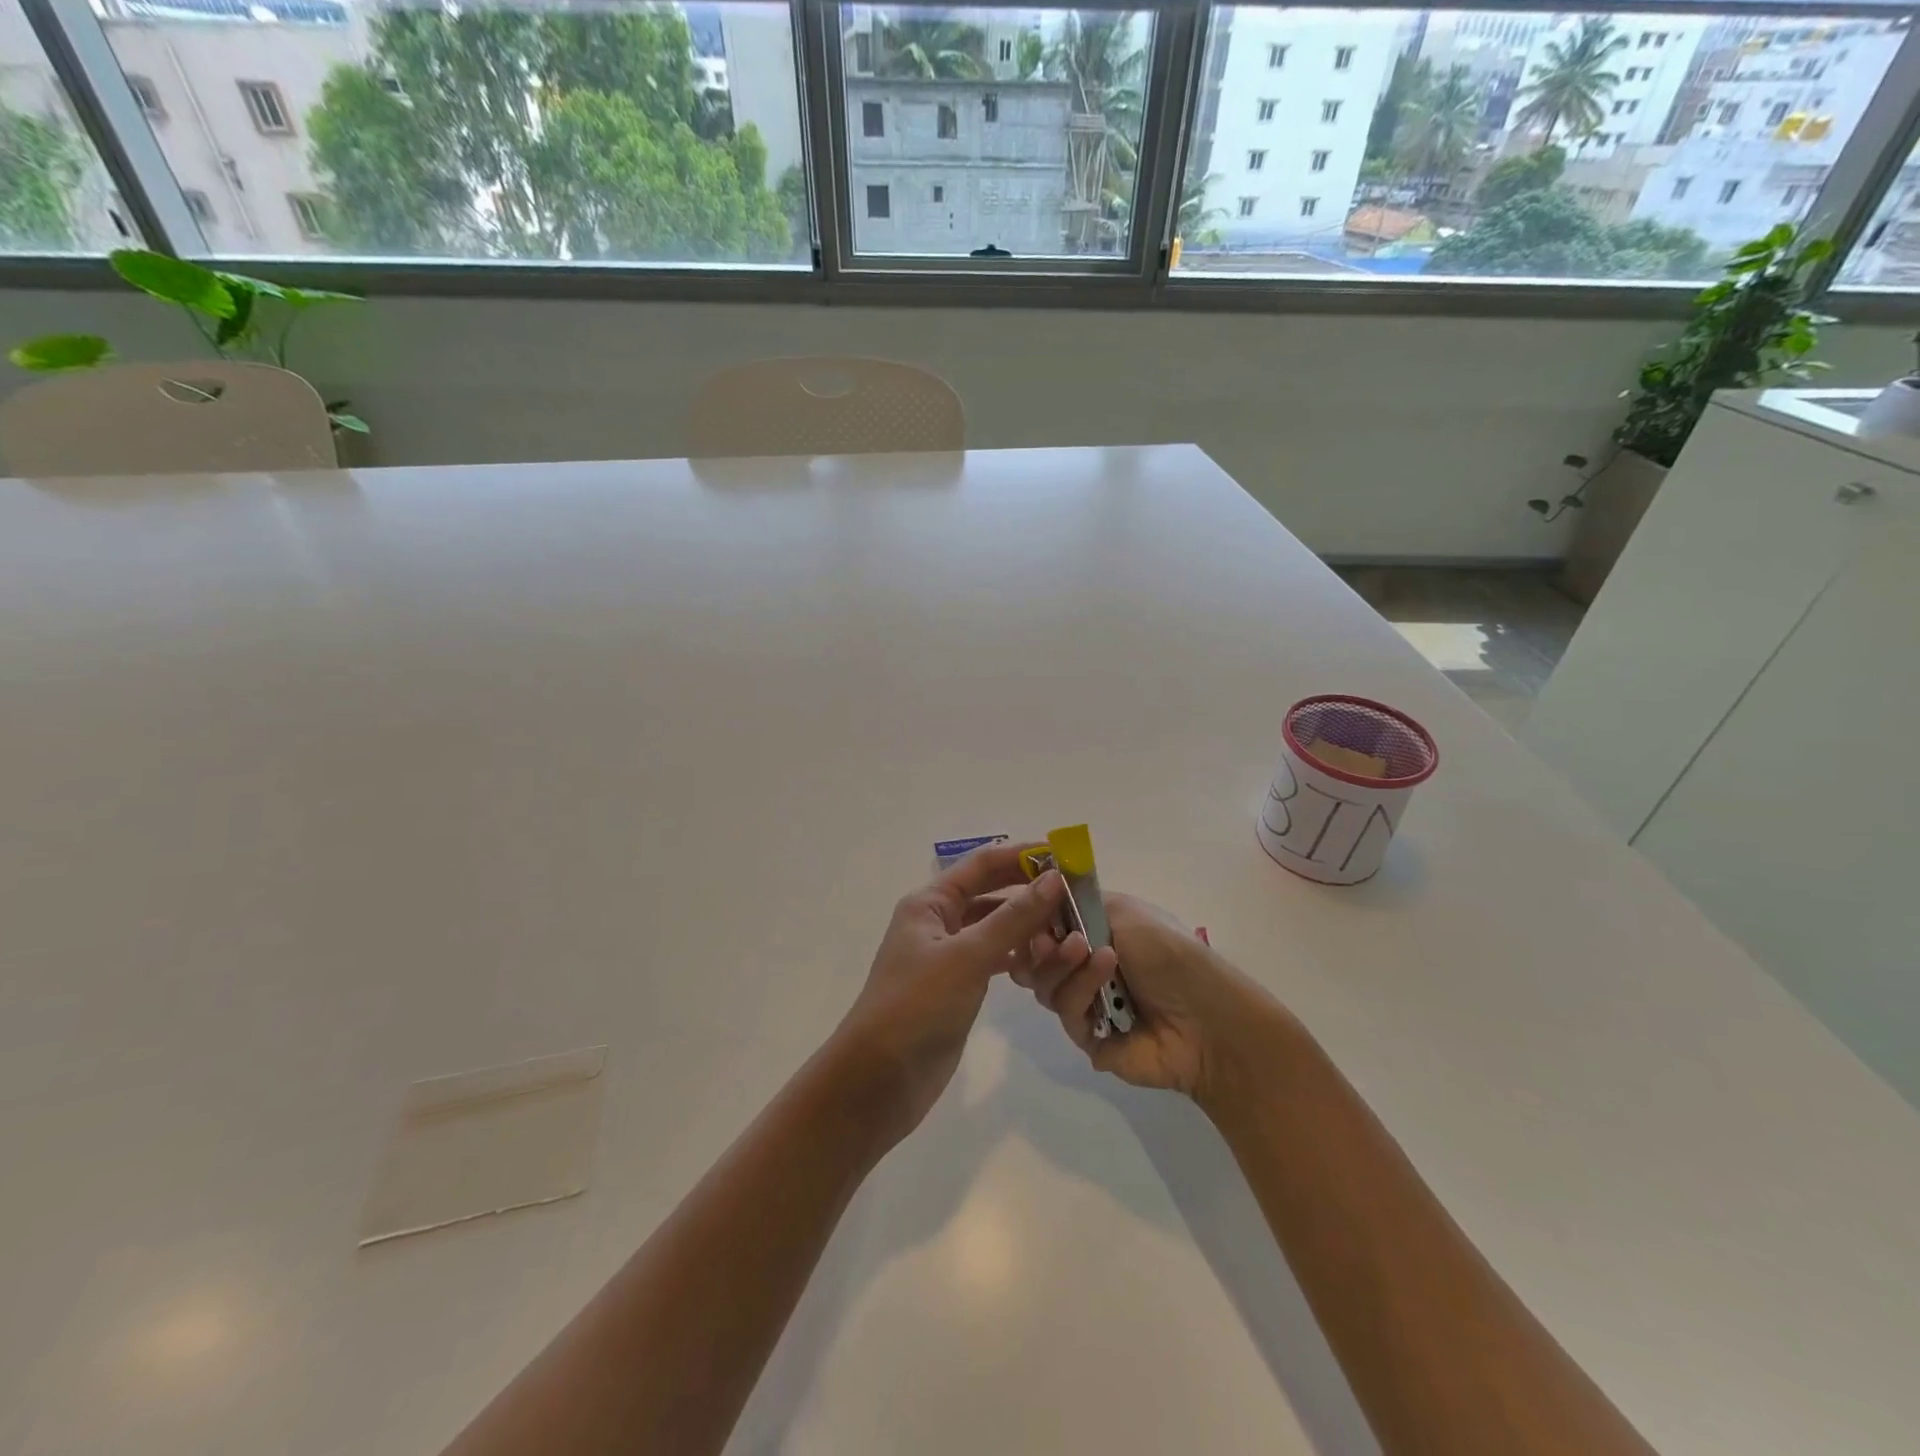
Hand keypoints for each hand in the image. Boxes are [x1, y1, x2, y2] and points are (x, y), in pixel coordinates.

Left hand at [831, 843, 1079, 1148]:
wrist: (879, 1079)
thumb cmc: (917, 1006)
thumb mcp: (967, 956)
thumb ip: (1013, 918)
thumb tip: (1055, 878)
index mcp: (930, 902)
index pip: (982, 864)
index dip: (1022, 855)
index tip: (1066, 855)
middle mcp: (938, 921)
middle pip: (990, 892)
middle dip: (1030, 889)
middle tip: (1076, 893)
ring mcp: (948, 955)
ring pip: (995, 927)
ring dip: (1028, 924)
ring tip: (1070, 926)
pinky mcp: (957, 986)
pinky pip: (994, 958)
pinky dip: (1018, 954)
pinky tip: (1046, 960)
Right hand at [1026, 891, 1275, 1102]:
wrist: (1207, 1016)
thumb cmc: (1170, 952)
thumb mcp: (1125, 911)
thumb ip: (1077, 903)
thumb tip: (1040, 896)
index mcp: (1093, 933)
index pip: (1045, 924)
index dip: (1033, 917)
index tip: (1030, 906)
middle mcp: (1084, 967)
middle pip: (1034, 959)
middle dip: (1040, 946)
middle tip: (1052, 938)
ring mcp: (1085, 1004)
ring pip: (1045, 986)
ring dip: (1066, 965)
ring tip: (1098, 953)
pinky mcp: (1088, 1039)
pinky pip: (1066, 1014)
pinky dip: (1082, 989)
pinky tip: (1107, 972)